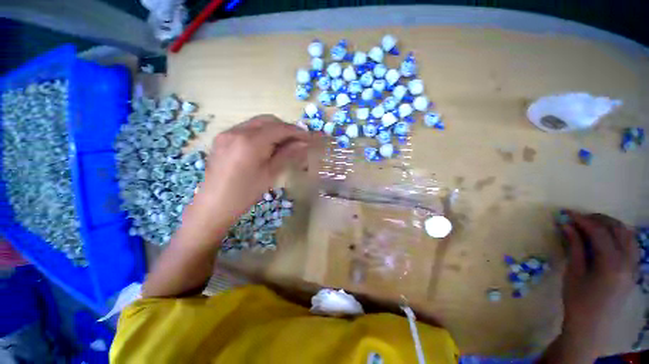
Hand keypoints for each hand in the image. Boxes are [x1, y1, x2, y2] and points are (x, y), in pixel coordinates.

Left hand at [195, 115, 308, 225]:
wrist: (214, 204)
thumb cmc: (245, 193)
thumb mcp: (270, 174)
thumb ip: (288, 154)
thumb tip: (304, 143)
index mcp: (250, 142)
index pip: (279, 128)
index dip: (297, 131)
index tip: (309, 138)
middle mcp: (237, 131)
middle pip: (268, 120)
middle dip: (285, 128)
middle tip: (297, 140)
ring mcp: (227, 132)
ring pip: (257, 122)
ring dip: (274, 129)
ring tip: (284, 143)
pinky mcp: (222, 137)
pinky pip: (247, 128)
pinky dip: (261, 132)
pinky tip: (266, 145)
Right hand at [559, 211, 638, 354]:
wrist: (592, 326)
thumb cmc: (578, 301)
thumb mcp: (573, 273)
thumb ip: (575, 247)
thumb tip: (567, 225)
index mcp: (612, 264)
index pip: (600, 232)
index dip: (583, 220)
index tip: (567, 213)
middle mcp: (628, 261)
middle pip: (618, 230)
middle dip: (598, 219)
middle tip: (579, 218)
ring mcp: (634, 265)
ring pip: (627, 235)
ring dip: (610, 226)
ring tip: (592, 225)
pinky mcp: (634, 269)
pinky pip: (630, 244)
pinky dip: (618, 235)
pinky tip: (606, 238)